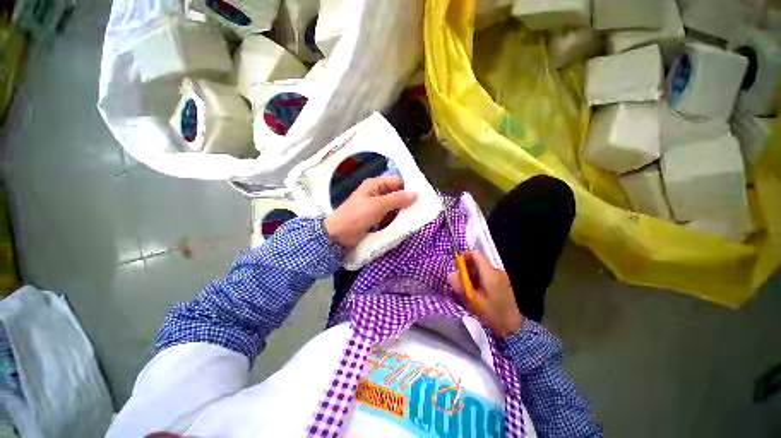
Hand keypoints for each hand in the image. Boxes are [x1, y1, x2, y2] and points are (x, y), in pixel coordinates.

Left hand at [324, 176, 417, 247]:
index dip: (408, 187)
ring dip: (402, 210)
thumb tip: (416, 193)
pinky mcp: (375, 218)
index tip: (422, 196)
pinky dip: (396, 218)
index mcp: (375, 185)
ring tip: (417, 216)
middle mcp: (376, 193)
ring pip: (394, 205)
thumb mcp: (378, 205)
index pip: (397, 181)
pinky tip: (405, 223)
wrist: (338, 235)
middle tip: (421, 208)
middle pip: (396, 193)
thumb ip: (397, 199)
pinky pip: (389, 215)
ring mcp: (375, 206)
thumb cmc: (357, 216)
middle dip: (407, 200)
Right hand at [448, 250, 523, 338]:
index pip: (475, 254)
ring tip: (469, 289)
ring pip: (481, 268)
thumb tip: (450, 274)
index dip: (464, 257)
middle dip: (466, 269)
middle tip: (460, 282)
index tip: (456, 267)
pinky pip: (487, 274)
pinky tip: (477, 292)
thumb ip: (460, 286)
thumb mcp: (472, 301)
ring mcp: (501, 276)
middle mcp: (497, 271)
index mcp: (490, 273)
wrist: (512, 328)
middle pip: (477, 261)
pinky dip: (479, 279)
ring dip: (472, 275)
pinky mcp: (503, 281)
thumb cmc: (492, 314)